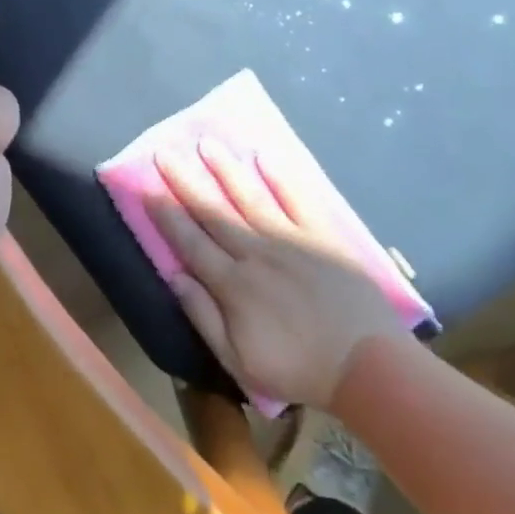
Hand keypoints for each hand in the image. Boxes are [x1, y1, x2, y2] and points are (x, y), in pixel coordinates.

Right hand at [147, 140, 408, 410]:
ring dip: (226, 170)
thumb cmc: (298, 370)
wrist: (369, 369)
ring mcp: (292, 241)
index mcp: (232, 284)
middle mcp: (256, 253)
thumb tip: (174, 276)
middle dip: (186, 181)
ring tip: (207, 143)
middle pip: (213, 212)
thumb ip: (203, 316)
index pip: (189, 241)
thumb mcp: (238, 360)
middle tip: (165, 153)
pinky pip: (299, 200)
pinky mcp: (324, 237)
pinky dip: (282, 177)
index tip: (145, 188)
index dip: (165, 214)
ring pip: (250, 197)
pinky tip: (264, 155)